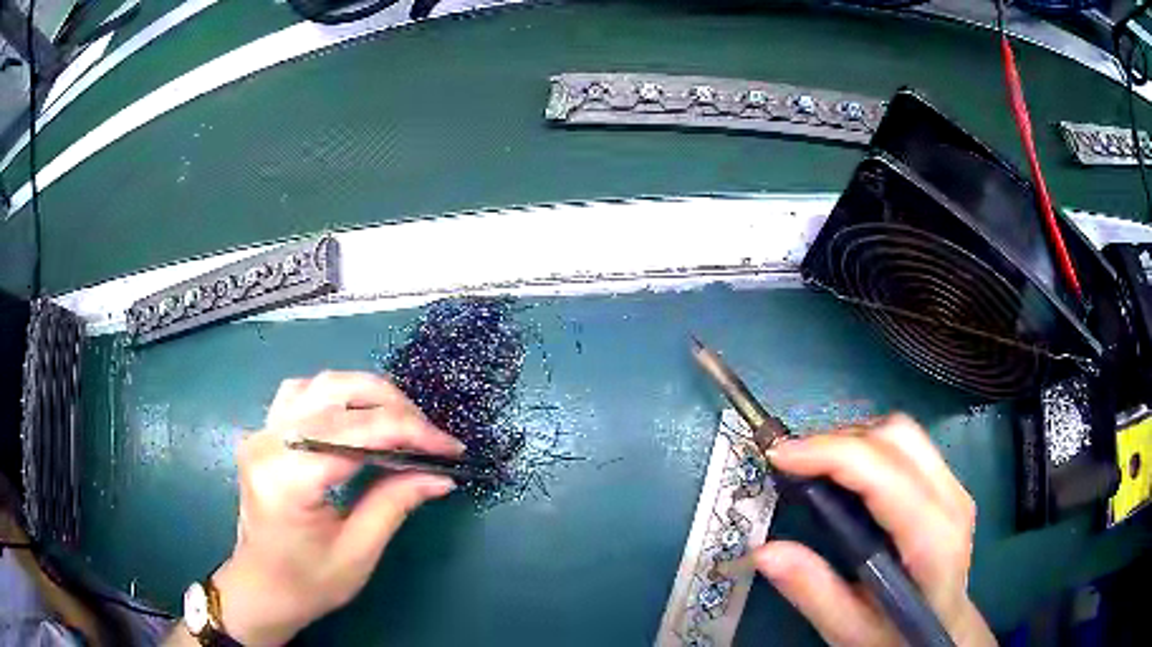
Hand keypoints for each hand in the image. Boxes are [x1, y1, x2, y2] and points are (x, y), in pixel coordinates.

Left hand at [209, 372, 463, 645]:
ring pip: (320, 385)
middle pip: (338, 394)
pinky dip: (337, 396)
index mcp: (288, 477)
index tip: (451, 447)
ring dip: (368, 395)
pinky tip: (356, 416)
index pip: (357, 433)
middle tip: (431, 436)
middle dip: (394, 408)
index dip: (410, 432)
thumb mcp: (358, 551)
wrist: (261, 589)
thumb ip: (395, 503)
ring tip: (402, 422)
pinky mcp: (263, 432)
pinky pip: (302, 393)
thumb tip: (441, 475)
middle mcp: (268, 441)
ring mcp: (261, 431)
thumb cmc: (308, 583)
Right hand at [753, 413, 995, 646]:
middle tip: (794, 465)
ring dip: (854, 439)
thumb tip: (764, 551)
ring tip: (815, 468)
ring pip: (903, 433)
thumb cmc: (899, 637)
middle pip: (897, 437)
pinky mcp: (949, 485)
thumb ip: (814, 592)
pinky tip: (847, 475)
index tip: (780, 457)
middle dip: (839, 440)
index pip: (883, 473)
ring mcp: (955, 488)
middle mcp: (950, 500)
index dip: (830, 454)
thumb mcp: (851, 630)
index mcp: (931, 540)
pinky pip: (908, 446)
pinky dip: (870, 448)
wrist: (947, 633)